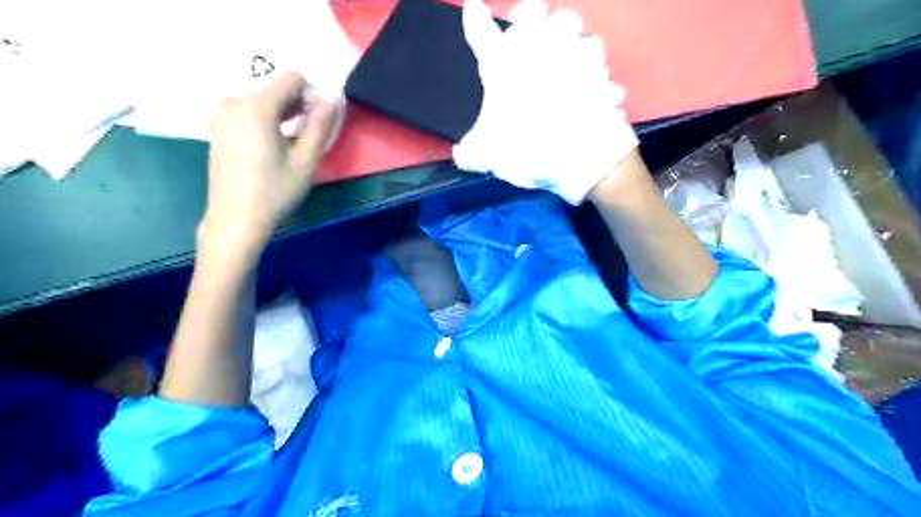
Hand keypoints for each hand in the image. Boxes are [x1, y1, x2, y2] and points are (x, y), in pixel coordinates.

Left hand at [201, 71, 337, 262]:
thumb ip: (320, 126)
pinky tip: (274, 146)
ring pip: (263, 100)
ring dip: (283, 114)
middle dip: (298, 105)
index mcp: (255, 107)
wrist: (236, 219)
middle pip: (275, 88)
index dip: (312, 95)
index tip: (319, 121)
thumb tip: (331, 100)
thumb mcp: (306, 161)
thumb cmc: (275, 192)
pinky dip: (267, 121)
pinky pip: (249, 111)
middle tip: (310, 135)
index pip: (291, 79)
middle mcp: (233, 102)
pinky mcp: (218, 127)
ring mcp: (221, 114)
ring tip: (294, 143)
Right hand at [454, 0, 641, 206]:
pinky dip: (597, 81)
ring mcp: (573, 58)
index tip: (475, 11)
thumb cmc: (525, 147)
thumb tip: (462, 154)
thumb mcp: (485, 154)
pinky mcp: (601, 77)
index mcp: (502, 64)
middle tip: (535, 38)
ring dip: (572, 47)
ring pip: (578, 34)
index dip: (476, 20)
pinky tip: (593, 94)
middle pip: (537, 13)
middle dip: (537, 23)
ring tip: (569, 64)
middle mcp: (538, 51)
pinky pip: (601, 70)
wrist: (574, 155)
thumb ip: (470, 151)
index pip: (482, 32)